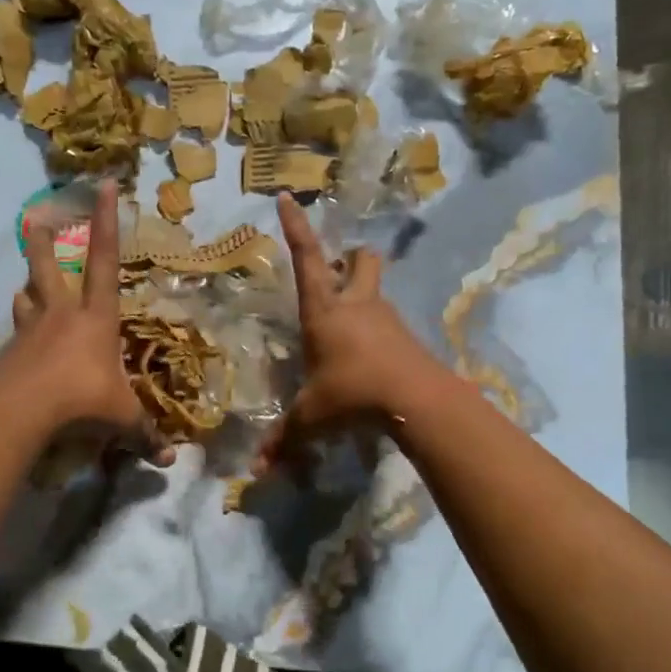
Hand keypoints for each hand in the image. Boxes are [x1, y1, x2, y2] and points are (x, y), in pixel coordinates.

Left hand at [0, 180, 172, 464]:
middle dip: (45, 243)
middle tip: (35, 218)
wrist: (23, 412)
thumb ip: (144, 435)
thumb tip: (170, 461)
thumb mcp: (121, 419)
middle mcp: (62, 316)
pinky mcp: (9, 355)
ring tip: (25, 287)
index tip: (104, 187)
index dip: (107, 224)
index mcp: (96, 319)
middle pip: (51, 269)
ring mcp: (31, 333)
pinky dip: (19, 335)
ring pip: (27, 299)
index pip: (106, 263)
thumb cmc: (82, 400)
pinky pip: (16, 337)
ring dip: (28, 289)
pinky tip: (16, 346)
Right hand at [255, 193, 448, 473]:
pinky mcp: (406, 336)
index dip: (296, 227)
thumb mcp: (311, 417)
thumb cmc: (352, 393)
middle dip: (349, 258)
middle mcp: (355, 303)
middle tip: (338, 271)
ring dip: (363, 294)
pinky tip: (369, 355)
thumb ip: (284, 441)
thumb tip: (254, 474)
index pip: (306, 257)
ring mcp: (385, 317)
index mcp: (324, 310)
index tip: (288, 197)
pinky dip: (377, 329)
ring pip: (375, 289)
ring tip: (348, 323)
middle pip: (359, 260)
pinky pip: (388, 321)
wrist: (416, 400)